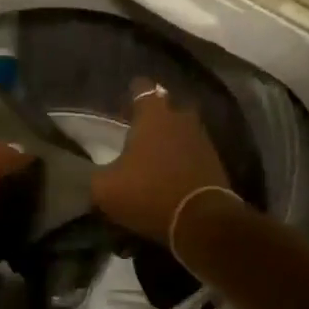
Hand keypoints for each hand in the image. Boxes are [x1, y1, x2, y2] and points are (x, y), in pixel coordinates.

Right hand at [90, 80, 232, 245]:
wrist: (201, 221)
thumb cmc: (148, 193)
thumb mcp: (106, 188)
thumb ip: (96, 175)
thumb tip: (92, 174)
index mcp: (153, 116)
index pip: (142, 88)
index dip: (132, 93)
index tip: (123, 103)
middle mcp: (181, 119)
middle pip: (167, 108)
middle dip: (154, 117)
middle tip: (138, 132)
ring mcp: (202, 140)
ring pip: (182, 131)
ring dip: (169, 140)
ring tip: (153, 156)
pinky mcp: (215, 163)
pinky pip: (193, 153)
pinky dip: (181, 160)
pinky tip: (169, 174)